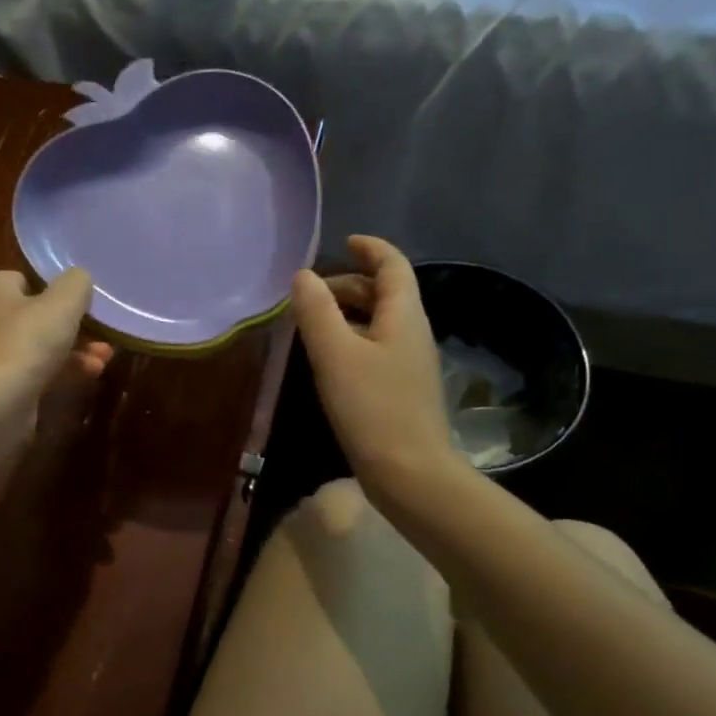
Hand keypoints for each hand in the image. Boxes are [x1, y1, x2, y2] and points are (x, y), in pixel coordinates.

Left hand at [0, 268, 112, 447]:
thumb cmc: (24, 342)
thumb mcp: (62, 303)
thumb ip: (77, 283)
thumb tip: (80, 279)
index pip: (26, 280)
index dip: (58, 292)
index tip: (84, 305)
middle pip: (36, 316)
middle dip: (74, 327)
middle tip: (103, 335)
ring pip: (40, 346)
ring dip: (75, 351)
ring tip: (105, 358)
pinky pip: (36, 372)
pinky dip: (62, 372)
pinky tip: (90, 375)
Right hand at [289, 235, 463, 504]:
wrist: (409, 473)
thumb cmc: (372, 407)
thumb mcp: (335, 354)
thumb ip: (316, 311)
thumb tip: (303, 276)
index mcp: (404, 316)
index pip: (393, 266)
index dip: (370, 249)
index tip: (344, 242)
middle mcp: (412, 333)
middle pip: (384, 293)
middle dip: (349, 284)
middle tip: (310, 292)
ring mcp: (409, 364)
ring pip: (378, 323)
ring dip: (347, 313)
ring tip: (311, 324)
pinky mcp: (400, 390)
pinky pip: (375, 349)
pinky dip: (351, 340)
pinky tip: (327, 360)